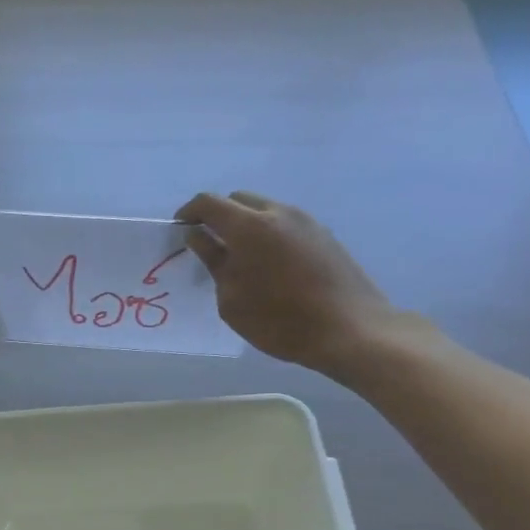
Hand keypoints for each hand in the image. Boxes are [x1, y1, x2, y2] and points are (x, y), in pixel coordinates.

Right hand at [175, 192, 398, 377]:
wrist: (350, 328)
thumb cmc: (281, 321)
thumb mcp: (232, 300)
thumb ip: (213, 262)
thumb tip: (199, 237)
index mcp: (249, 226)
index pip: (209, 203)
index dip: (189, 212)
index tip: (180, 230)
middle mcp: (277, 212)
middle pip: (238, 200)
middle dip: (219, 217)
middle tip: (210, 248)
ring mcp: (305, 220)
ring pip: (264, 210)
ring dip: (246, 226)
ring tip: (241, 261)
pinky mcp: (323, 234)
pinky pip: (285, 224)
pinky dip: (268, 236)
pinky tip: (271, 268)